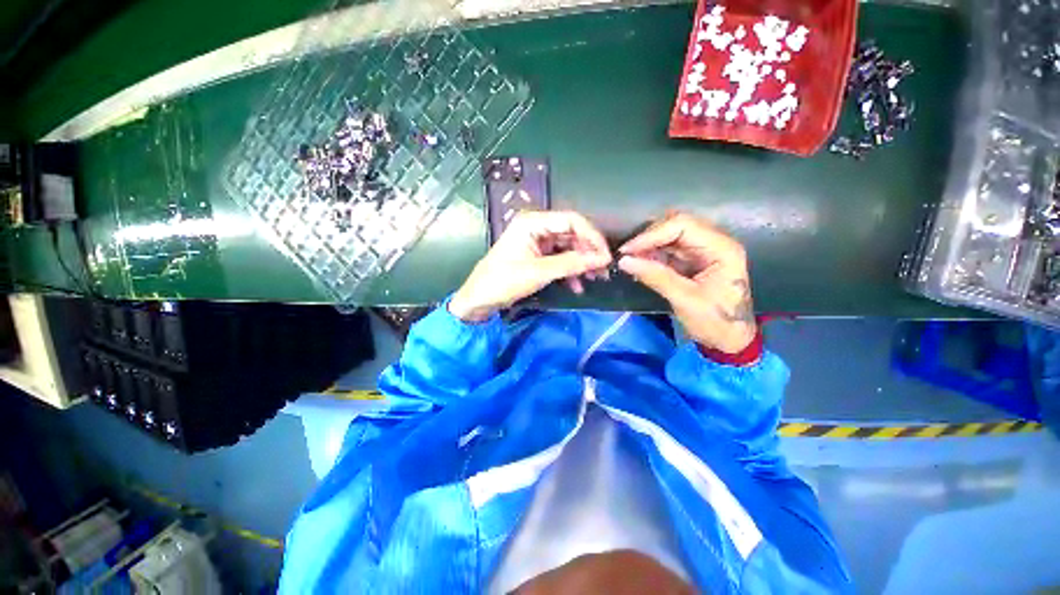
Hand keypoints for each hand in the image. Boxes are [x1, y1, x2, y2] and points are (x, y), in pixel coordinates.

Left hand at [449, 211, 611, 321]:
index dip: (592, 237)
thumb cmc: (504, 281)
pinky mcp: (537, 255)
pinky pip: (560, 259)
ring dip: (582, 263)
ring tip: (595, 279)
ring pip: (568, 247)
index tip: (606, 256)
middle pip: (572, 234)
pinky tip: (577, 286)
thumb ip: (572, 263)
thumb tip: (603, 259)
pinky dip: (570, 271)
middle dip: (588, 252)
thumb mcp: (540, 272)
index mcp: (533, 221)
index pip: (572, 221)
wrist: (480, 299)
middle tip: (604, 270)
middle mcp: (537, 227)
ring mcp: (537, 241)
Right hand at [618, 212, 755, 353]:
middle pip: (676, 225)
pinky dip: (652, 254)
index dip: (651, 234)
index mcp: (721, 248)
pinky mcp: (693, 259)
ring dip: (648, 245)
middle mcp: (714, 242)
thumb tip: (624, 261)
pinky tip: (639, 263)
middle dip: (648, 237)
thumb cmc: (715, 322)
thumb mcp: (685, 299)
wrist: (730, 340)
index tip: (628, 250)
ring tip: (630, 259)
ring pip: (669, 235)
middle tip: (626, 254)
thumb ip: (655, 277)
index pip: (682, 225)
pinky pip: (668, 249)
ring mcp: (703, 250)